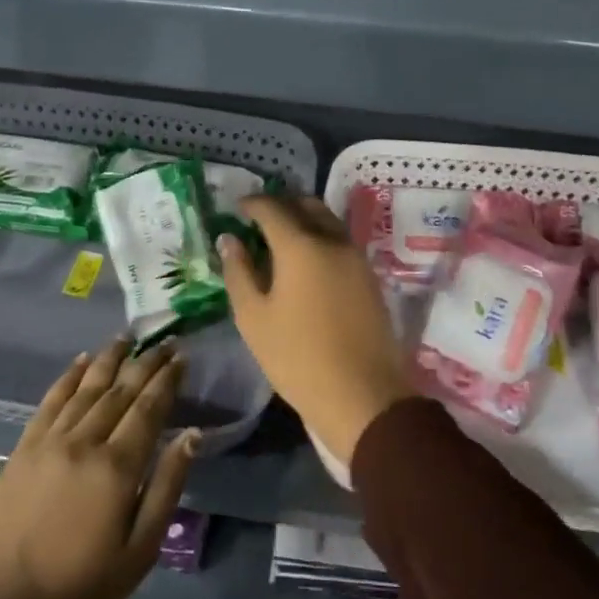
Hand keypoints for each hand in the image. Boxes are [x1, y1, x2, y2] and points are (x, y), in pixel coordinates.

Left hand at [0, 338, 198, 598]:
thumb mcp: (140, 550)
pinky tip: (81, 361)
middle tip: (165, 340)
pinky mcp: (25, 447)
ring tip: (127, 337)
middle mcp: (85, 441)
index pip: (149, 408)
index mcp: (117, 467)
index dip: (168, 379)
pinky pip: (51, 400)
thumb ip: (167, 486)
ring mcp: (50, 441)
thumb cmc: (81, 586)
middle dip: (146, 362)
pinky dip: (68, 377)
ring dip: (109, 359)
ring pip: (87, 387)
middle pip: (121, 390)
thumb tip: (192, 435)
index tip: (182, 356)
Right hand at [218, 195, 412, 469]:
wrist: (362, 394)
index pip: (272, 208)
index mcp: (300, 246)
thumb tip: (229, 240)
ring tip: (281, 239)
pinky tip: (306, 261)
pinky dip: (320, 237)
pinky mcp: (369, 276)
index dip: (252, 204)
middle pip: (306, 205)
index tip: (237, 208)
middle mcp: (332, 240)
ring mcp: (356, 257)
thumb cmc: (297, 358)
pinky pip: (340, 241)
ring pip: (328, 220)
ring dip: (304, 219)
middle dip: (281, 204)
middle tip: (259, 219)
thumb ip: (238, 272)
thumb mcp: (254, 318)